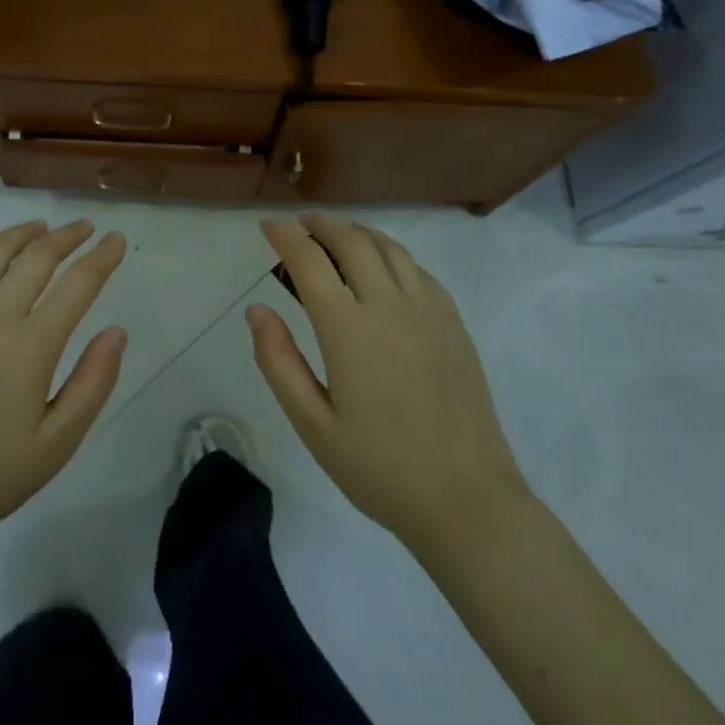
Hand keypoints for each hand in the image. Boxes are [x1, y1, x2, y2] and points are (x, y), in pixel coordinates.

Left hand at [0, 219, 127, 557]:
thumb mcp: (59, 441)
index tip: (116, 239)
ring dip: (22, 234)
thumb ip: (93, 382)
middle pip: (36, 257)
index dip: (102, 257)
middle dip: (67, 236)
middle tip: (86, 228)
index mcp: (31, 346)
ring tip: (42, 228)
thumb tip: (117, 331)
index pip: (77, 284)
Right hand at [250, 212, 530, 557]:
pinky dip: (391, 253)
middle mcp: (389, 306)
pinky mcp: (454, 323)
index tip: (267, 225)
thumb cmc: (380, 469)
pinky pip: (418, 269)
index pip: (309, 261)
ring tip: (337, 233)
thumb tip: (257, 310)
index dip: (284, 236)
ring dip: (357, 231)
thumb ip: (279, 363)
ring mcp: (428, 311)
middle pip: (352, 240)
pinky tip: (383, 267)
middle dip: (321, 223)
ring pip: (389, 247)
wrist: (467, 500)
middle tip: (300, 223)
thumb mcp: (313, 426)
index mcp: (348, 330)